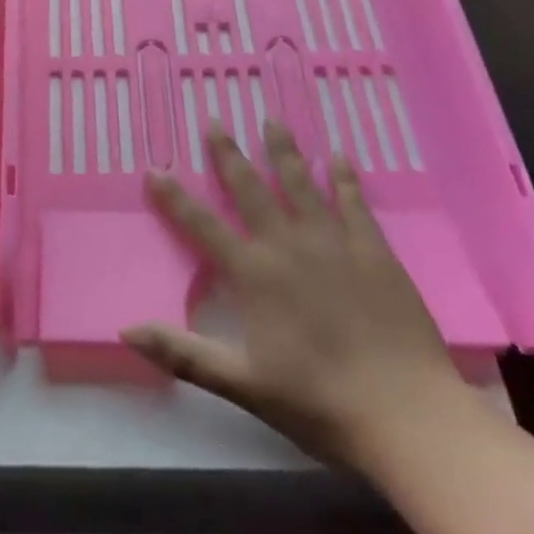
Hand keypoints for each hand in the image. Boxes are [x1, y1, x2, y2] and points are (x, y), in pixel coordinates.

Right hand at [123, 124, 462, 469]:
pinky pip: (353, 202)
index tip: (154, 168)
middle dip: (228, 154)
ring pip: (300, 183)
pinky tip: (338, 156)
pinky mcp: (373, 250)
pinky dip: (344, 177)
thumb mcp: (242, 384)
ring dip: (283, 151)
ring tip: (272, 120)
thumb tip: (126, 329)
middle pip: (251, 189)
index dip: (174, 197)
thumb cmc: (319, 402)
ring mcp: (333, 242)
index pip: (202, 226)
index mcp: (254, 274)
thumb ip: (183, 353)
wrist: (406, 414)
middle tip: (216, 121)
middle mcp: (287, 244)